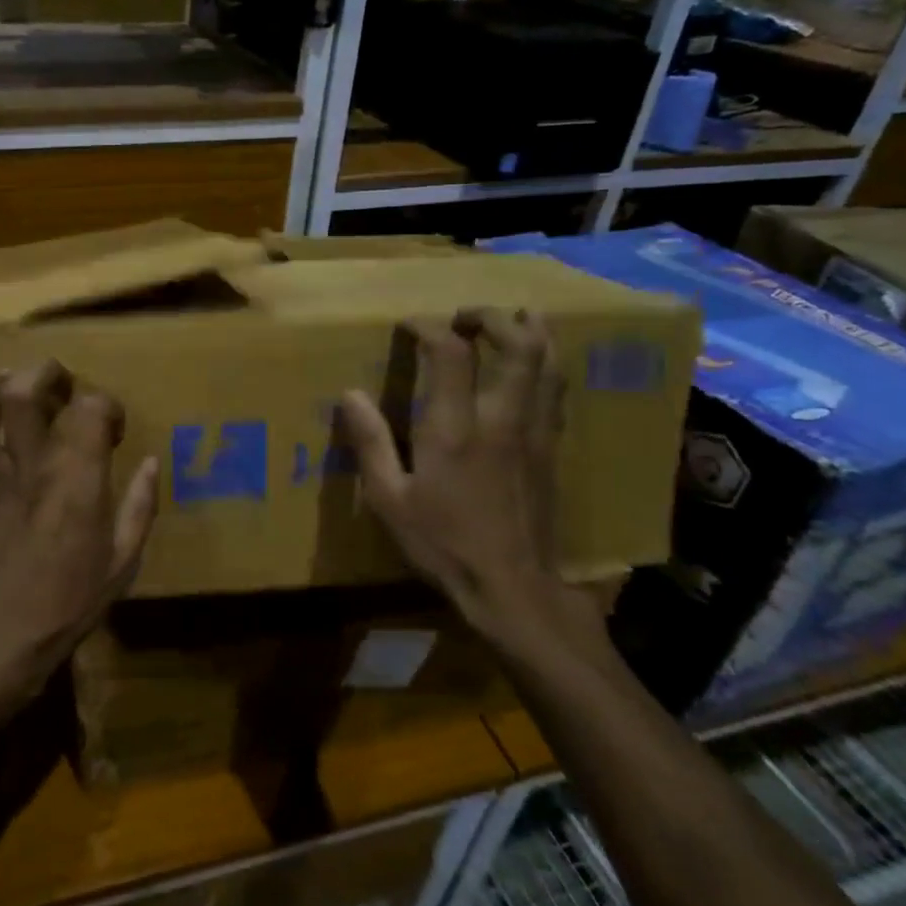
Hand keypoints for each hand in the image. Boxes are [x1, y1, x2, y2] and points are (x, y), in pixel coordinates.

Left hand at [0, 361, 158, 708]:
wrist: (0, 644)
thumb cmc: (70, 603)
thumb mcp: (123, 561)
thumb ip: (139, 506)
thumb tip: (150, 463)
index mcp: (75, 483)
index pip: (90, 411)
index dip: (104, 404)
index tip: (110, 422)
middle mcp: (27, 471)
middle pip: (21, 396)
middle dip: (41, 373)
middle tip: (55, 379)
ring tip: (1, 384)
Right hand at [339, 309, 594, 652]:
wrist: (513, 588)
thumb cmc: (443, 543)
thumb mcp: (389, 499)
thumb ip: (370, 443)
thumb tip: (349, 395)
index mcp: (455, 428)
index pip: (451, 353)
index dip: (430, 327)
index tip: (410, 325)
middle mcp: (501, 418)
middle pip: (517, 344)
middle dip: (491, 318)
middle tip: (466, 317)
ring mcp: (535, 432)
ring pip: (548, 363)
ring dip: (531, 331)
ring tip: (512, 319)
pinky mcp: (553, 449)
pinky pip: (556, 390)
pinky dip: (546, 364)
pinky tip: (534, 365)